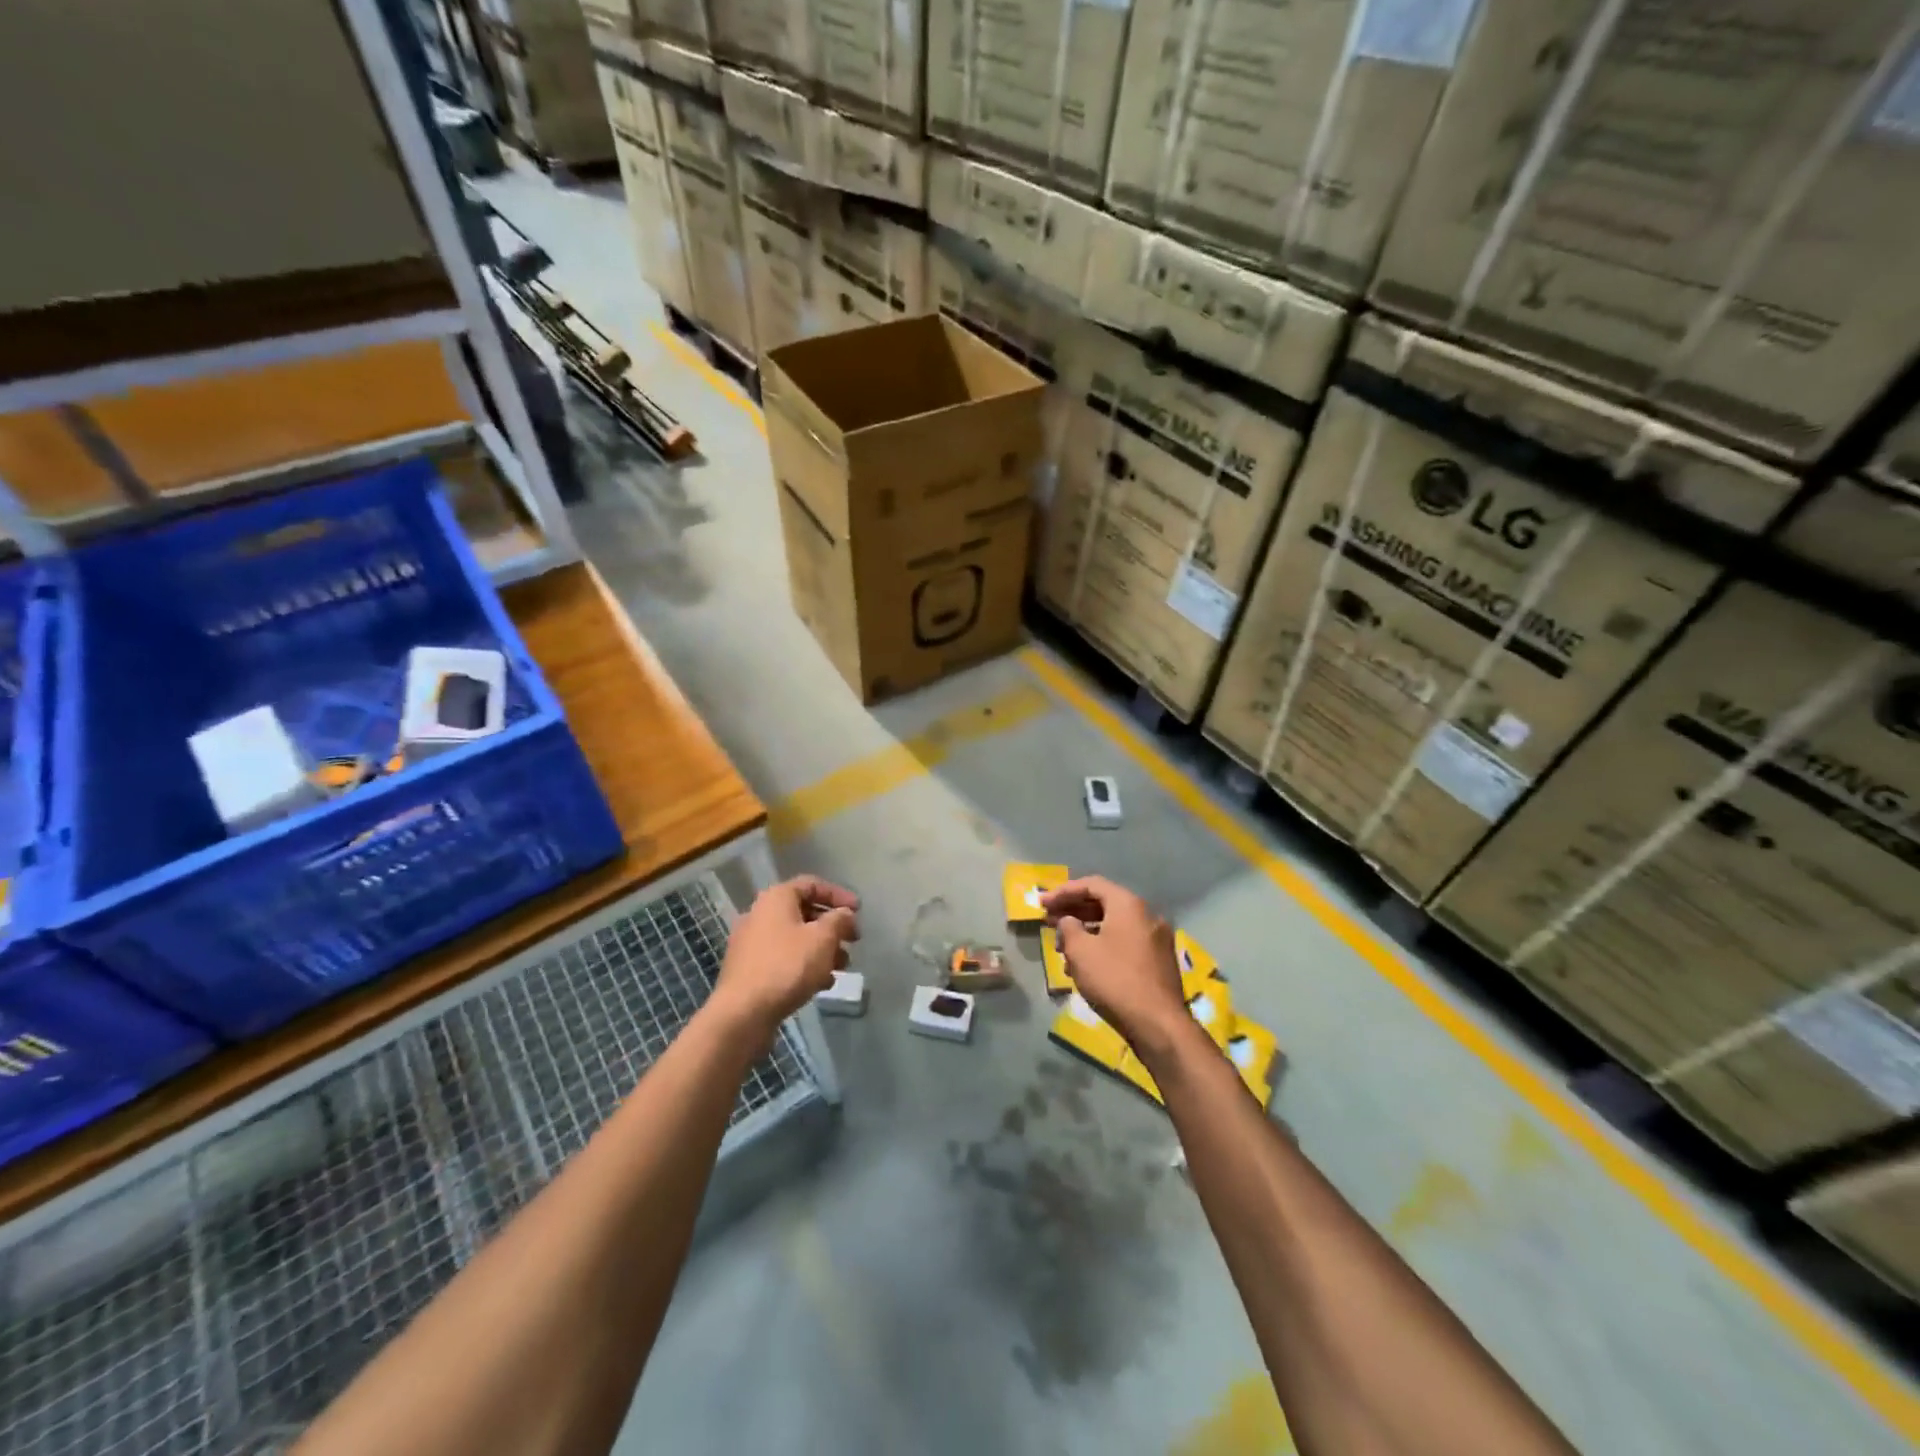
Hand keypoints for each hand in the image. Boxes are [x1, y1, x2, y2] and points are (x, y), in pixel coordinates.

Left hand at [711, 875, 859, 1041]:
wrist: (742, 1013)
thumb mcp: (823, 939)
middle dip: (832, 927)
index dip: (839, 895)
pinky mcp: (750, 969)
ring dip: (822, 949)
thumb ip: (839, 920)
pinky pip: (784, 958)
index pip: (812, 884)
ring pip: (795, 938)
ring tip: (842, 967)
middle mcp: (760, 914)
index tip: (858, 911)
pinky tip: (822, 984)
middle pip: (804, 912)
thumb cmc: (787, 966)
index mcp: (776, 898)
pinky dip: (805, 965)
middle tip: (853, 941)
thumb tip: (844, 914)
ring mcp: (752, 943)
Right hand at [1042, 876, 1185, 1050]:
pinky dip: (1103, 946)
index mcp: (1129, 905)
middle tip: (1048, 921)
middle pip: (1104, 904)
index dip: (1063, 891)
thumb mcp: (1080, 951)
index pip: (1092, 884)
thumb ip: (1068, 928)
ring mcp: (1156, 939)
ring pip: (1114, 926)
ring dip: (1086, 932)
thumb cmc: (1114, 979)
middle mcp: (1147, 915)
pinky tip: (1085, 967)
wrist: (1158, 1024)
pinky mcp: (1158, 962)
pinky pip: (1125, 944)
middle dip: (1073, 911)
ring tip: (1062, 947)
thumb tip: (1068, 921)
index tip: (1042, 902)